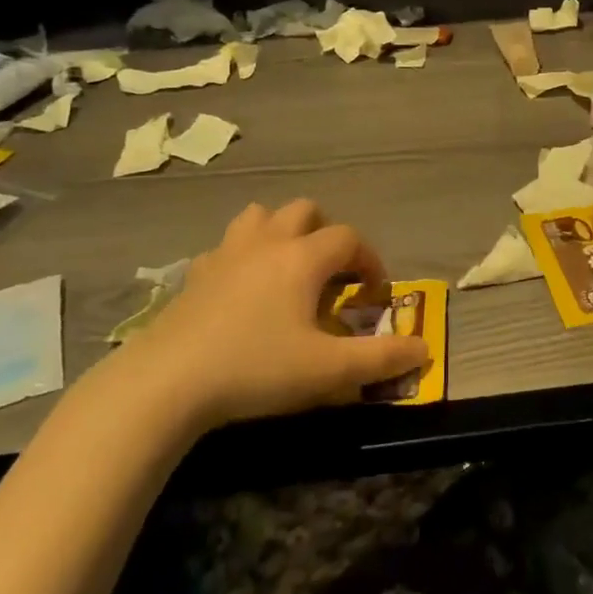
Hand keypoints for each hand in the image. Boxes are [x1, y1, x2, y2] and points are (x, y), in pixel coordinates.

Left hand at [112, 200, 427, 430]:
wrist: (168, 381)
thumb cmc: (257, 369)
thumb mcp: (328, 371)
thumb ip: (381, 359)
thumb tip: (424, 349)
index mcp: (302, 258)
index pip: (348, 239)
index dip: (370, 260)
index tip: (374, 295)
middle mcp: (267, 243)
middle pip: (305, 211)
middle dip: (327, 235)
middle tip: (331, 276)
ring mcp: (226, 254)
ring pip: (260, 217)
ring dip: (282, 233)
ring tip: (288, 271)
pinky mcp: (196, 274)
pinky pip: (228, 247)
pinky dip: (244, 257)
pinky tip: (243, 292)